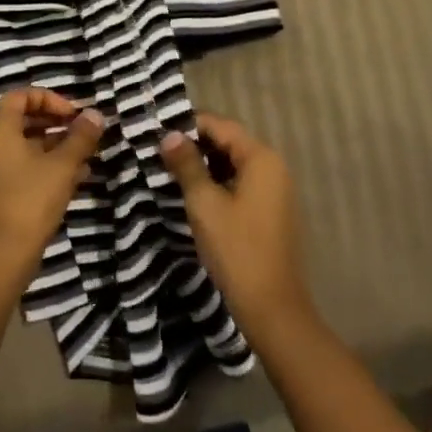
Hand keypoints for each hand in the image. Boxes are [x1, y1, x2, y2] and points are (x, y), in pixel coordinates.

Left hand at [0, 87, 103, 285]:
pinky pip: (17, 166)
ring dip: (52, 146)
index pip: (20, 96)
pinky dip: (41, 165)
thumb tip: (95, 115)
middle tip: (80, 132)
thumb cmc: (31, 201)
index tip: (74, 115)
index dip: (50, 99)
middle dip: (54, 122)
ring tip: (83, 156)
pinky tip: (72, 178)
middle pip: (20, 119)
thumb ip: (80, 137)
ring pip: (21, 145)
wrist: (1, 257)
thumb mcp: (62, 166)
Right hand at [160, 113, 311, 340]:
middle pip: (229, 142)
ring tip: (170, 169)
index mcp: (261, 158)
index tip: (157, 130)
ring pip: (233, 164)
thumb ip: (187, 164)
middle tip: (159, 150)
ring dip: (204, 164)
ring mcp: (274, 191)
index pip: (221, 125)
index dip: (188, 124)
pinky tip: (193, 193)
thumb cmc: (236, 249)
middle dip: (195, 144)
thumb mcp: (204, 203)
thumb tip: (169, 134)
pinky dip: (217, 182)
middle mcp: (273, 167)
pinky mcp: (270, 211)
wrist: (271, 307)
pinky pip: (240, 183)